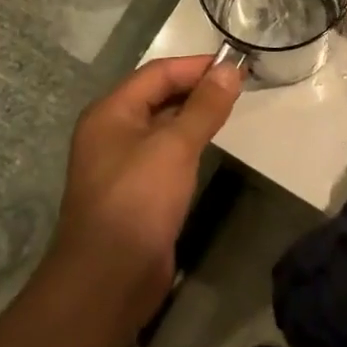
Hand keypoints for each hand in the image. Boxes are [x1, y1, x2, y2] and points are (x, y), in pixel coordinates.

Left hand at [50, 56, 243, 326]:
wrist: (107, 280)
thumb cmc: (138, 201)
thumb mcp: (175, 147)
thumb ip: (204, 107)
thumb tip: (230, 69)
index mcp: (111, 112)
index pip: (158, 73)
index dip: (196, 66)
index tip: (236, 66)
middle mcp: (111, 131)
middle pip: (157, 96)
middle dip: (196, 88)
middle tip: (239, 87)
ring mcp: (121, 163)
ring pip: (161, 125)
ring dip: (193, 115)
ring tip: (230, 110)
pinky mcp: (135, 191)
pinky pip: (163, 153)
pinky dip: (187, 143)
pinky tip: (209, 147)